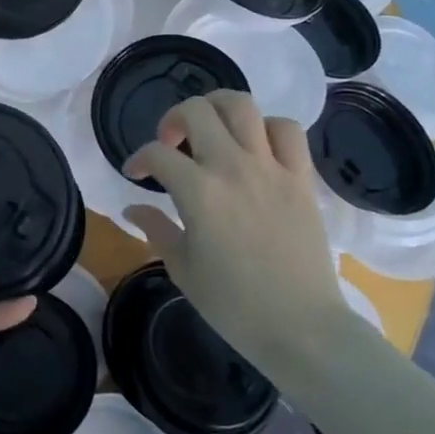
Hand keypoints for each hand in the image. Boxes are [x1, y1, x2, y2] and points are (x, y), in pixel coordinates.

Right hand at [122, 90, 347, 372]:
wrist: (302, 328)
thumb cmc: (234, 306)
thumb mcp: (182, 268)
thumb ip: (155, 229)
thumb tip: (132, 209)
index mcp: (198, 192)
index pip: (157, 154)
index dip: (138, 159)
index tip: (135, 174)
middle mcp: (232, 168)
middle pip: (196, 111)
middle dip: (173, 119)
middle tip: (171, 143)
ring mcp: (271, 168)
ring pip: (242, 106)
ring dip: (218, 108)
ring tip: (211, 129)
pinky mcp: (301, 178)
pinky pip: (288, 130)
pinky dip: (268, 127)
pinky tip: (256, 146)